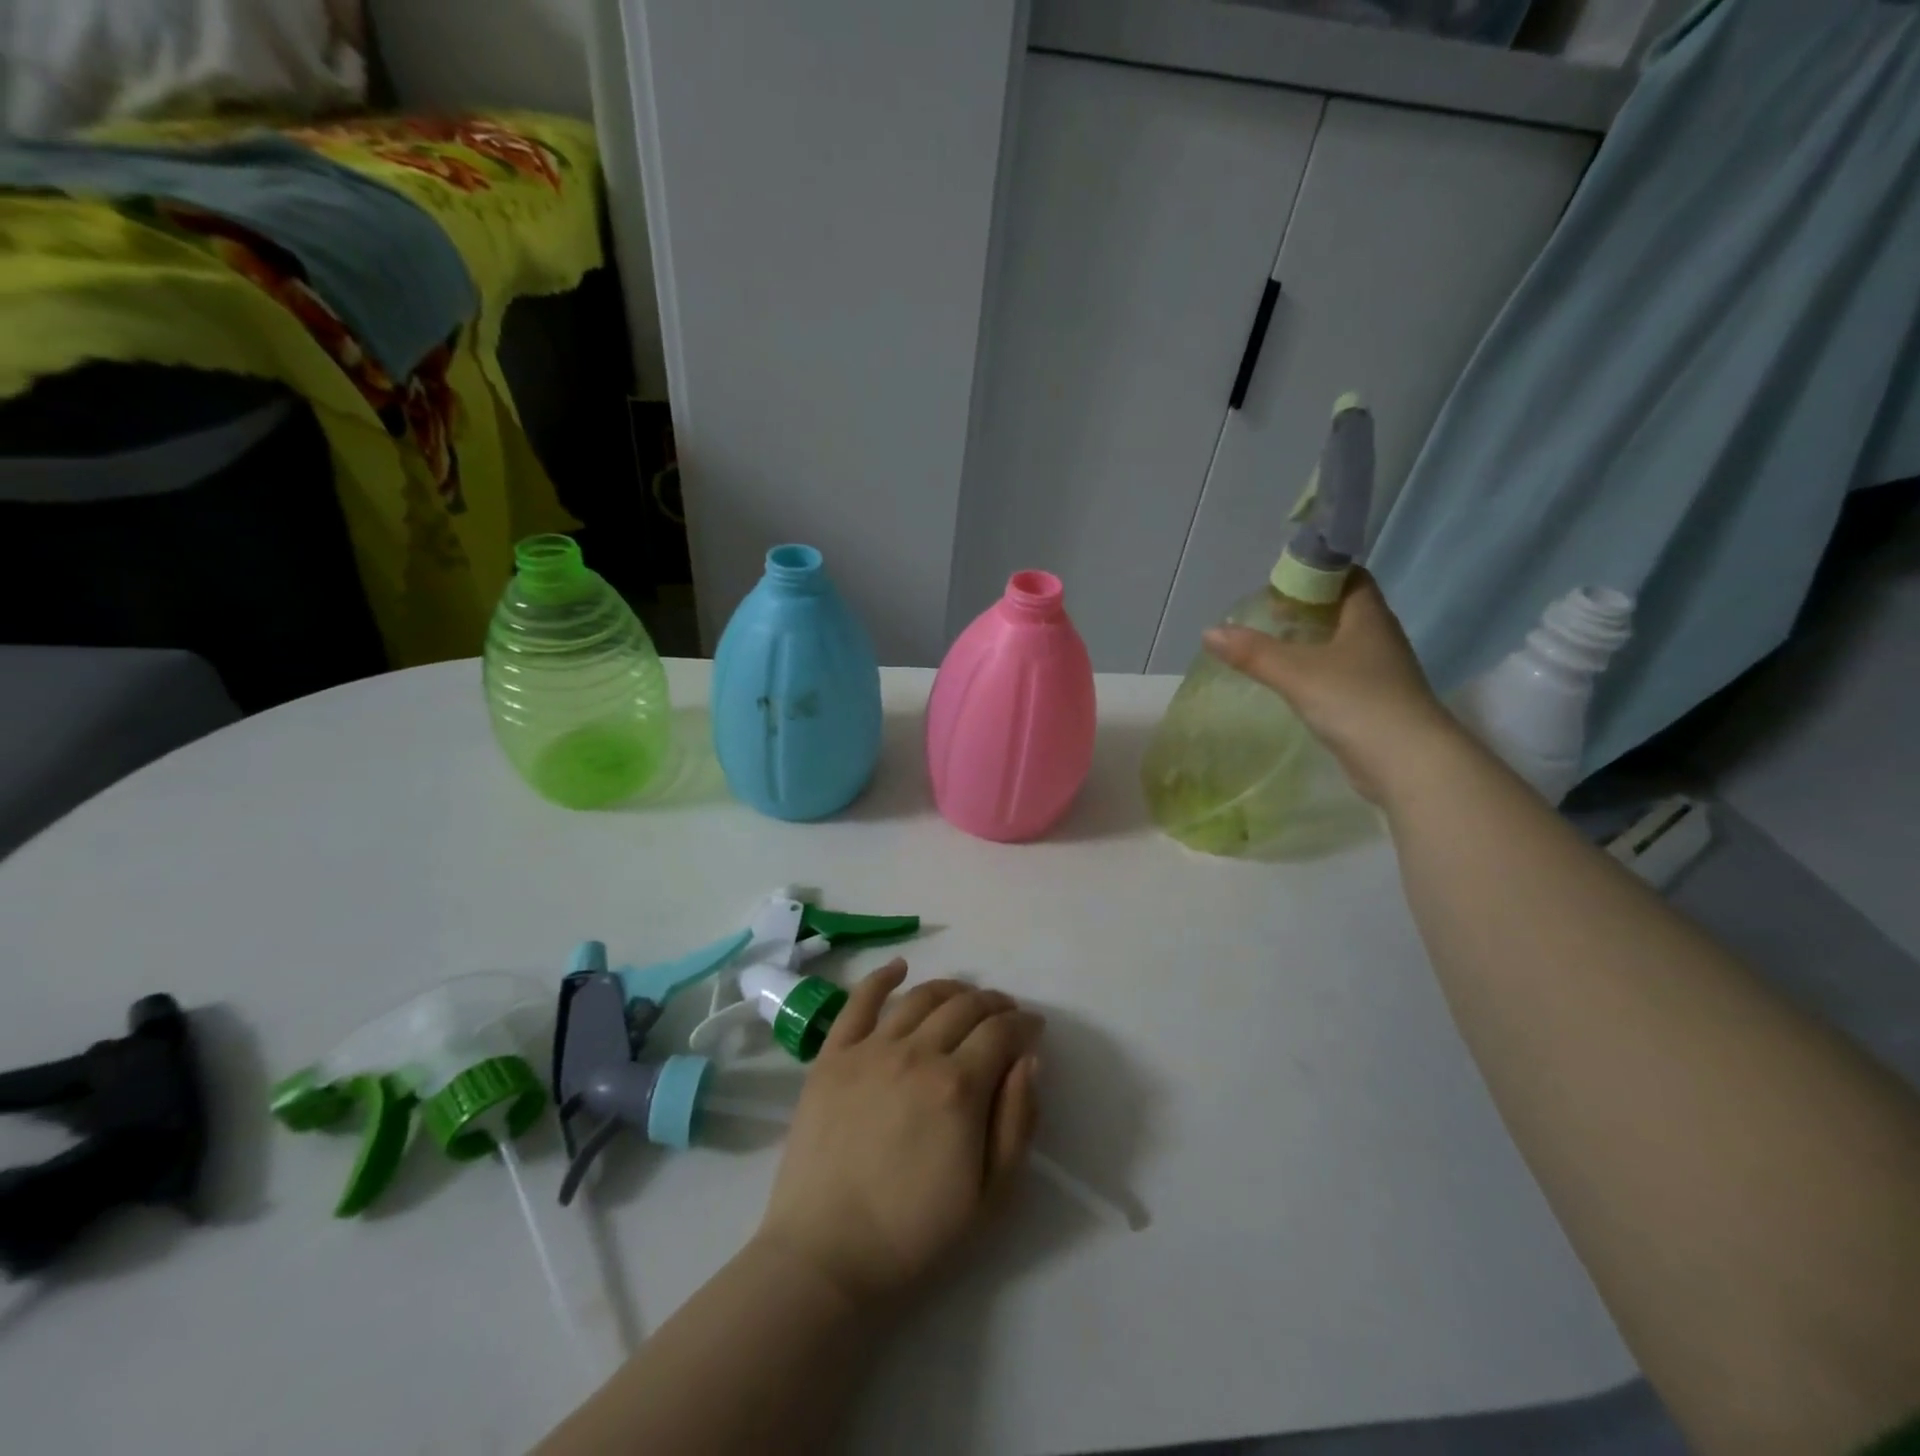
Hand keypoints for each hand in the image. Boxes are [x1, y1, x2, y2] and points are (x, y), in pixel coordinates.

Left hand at [754, 961, 1043, 1309]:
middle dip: (994, 1003)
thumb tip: (1029, 1059)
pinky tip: (899, 968)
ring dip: (952, 988)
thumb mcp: (992, 1196)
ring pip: (921, 997)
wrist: (826, 1255)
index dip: (1024, 1023)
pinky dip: (882, 977)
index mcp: (959, 1086)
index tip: (1033, 1028)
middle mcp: (917, 1053)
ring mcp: (870, 1049)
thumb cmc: (915, 1233)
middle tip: (1004, 1014)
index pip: (1001, 1031)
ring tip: (965, 996)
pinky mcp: (833, 1055)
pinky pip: (859, 1001)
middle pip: (965, 1006)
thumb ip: (1018, 1121)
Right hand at [1202, 571, 1461, 806]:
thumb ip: (1253, 652)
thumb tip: (1209, 632)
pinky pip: (1339, 674)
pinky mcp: (1373, 702)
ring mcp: (1379, 672)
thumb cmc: (1356, 702)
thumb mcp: (1297, 672)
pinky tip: (1291, 684)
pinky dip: (1314, 671)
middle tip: (1268, 617)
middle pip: (1342, 609)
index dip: (1316, 573)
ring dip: (1309, 641)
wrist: (1408, 763)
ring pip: (1340, 643)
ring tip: (1271, 648)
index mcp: (1368, 617)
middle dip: (1306, 608)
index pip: (1348, 576)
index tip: (1280, 585)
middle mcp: (1378, 638)